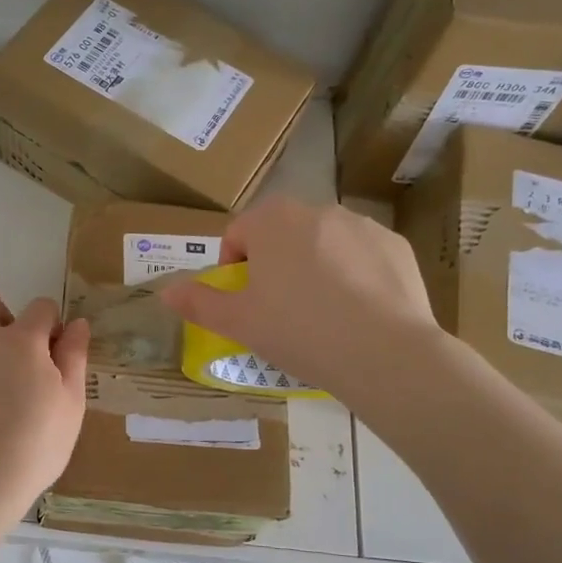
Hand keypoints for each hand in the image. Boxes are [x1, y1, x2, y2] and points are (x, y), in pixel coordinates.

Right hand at [160, 198, 442, 399]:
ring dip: (314, 267)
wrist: (383, 352)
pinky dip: (353, 275)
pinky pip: (361, 256)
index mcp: (272, 221)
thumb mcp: (238, 322)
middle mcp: (317, 210)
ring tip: (321, 314)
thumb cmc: (298, 330)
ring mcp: (361, 225)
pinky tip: (357, 313)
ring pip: (323, 243)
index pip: (238, 234)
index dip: (233, 268)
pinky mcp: (395, 245)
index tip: (244, 302)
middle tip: (279, 310)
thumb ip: (199, 302)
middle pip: (281, 235)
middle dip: (274, 265)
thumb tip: (166, 291)